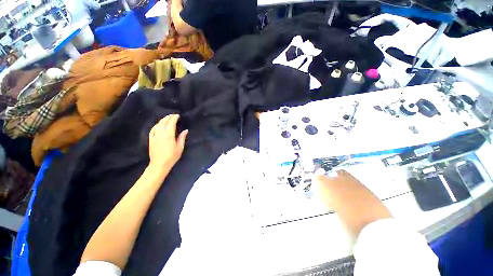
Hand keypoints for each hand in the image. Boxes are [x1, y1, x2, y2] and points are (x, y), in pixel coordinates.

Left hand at [148, 114, 187, 169]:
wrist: (159, 164)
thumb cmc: (172, 156)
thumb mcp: (180, 147)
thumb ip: (182, 137)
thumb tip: (185, 130)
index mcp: (169, 135)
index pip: (171, 123)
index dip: (174, 118)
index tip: (177, 115)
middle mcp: (161, 133)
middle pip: (163, 122)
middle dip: (168, 117)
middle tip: (172, 115)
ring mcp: (154, 136)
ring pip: (157, 125)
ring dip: (162, 120)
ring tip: (166, 118)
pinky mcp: (150, 139)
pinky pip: (152, 130)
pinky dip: (156, 125)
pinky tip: (158, 125)